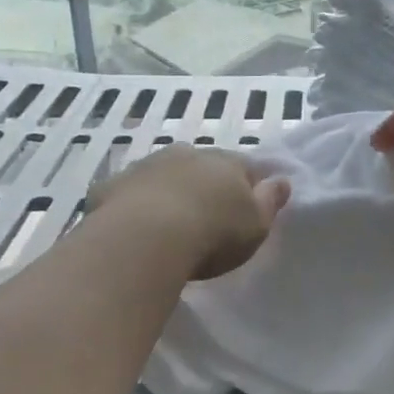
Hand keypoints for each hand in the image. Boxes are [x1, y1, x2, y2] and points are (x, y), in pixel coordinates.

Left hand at [87, 145, 289, 280]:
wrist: (144, 239)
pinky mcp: (111, 186)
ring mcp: (146, 167)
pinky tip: (132, 230)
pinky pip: (128, 194)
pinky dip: (133, 206)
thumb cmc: (213, 233)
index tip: (247, 207)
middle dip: (205, 185)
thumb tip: (282, 180)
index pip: (245, 167)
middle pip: (202, 167)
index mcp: (226, 161)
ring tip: (168, 226)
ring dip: (168, 192)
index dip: (248, 186)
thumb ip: (271, 201)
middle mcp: (186, 154)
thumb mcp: (257, 225)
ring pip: (163, 175)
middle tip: (206, 217)